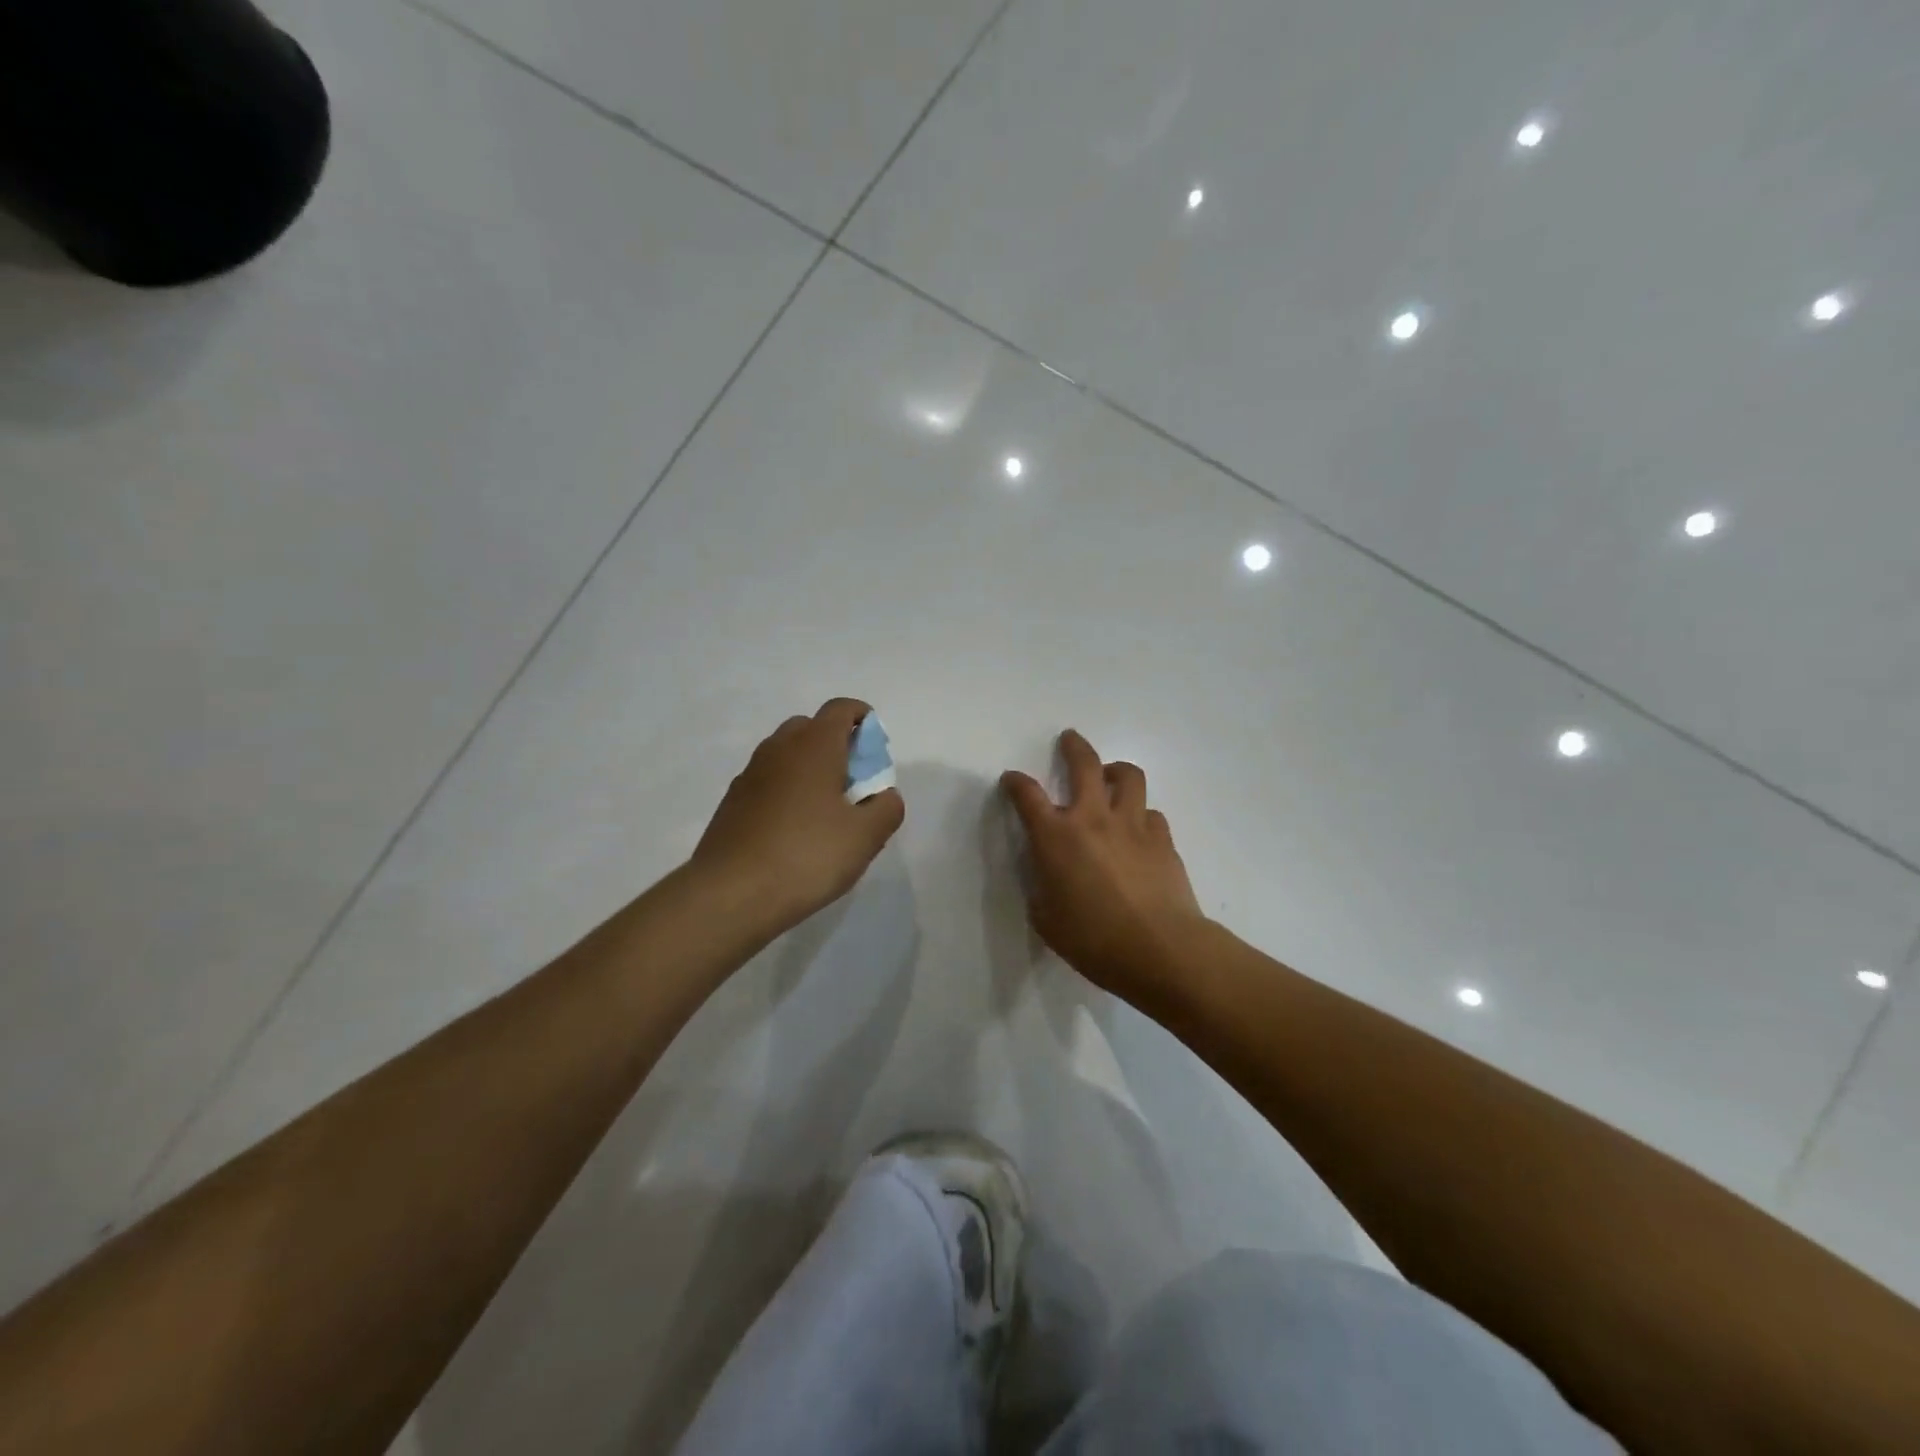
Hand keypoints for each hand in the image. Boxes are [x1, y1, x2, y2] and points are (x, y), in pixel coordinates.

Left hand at [692, 698, 904, 933]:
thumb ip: (887, 808)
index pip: (840, 708)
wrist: (730, 894)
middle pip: (811, 727)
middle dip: (835, 744)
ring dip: (809, 769)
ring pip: (786, 755)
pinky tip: (794, 831)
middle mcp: (779, 749)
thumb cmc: (807, 856)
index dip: (862, 718)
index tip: (875, 748)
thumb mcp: (865, 837)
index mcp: (814, 746)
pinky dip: (786, 791)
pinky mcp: (732, 802)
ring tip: (825, 811)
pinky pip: (768, 781)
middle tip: (853, 782)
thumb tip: (884, 795)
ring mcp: (750, 774)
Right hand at [1001, 729, 1206, 1003]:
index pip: (1028, 796)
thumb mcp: (1046, 918)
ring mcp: (1133, 825)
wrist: (1160, 949)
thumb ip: (1043, 886)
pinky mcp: (1163, 839)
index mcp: (1056, 837)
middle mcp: (1093, 818)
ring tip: (1111, 777)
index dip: (1016, 783)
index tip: (1012, 779)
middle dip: (1073, 747)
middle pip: (1084, 764)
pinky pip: (1151, 814)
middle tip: (1070, 739)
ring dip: (1115, 770)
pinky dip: (1141, 815)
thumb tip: (1050, 874)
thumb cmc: (1093, 940)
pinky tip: (1138, 832)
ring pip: (1128, 776)